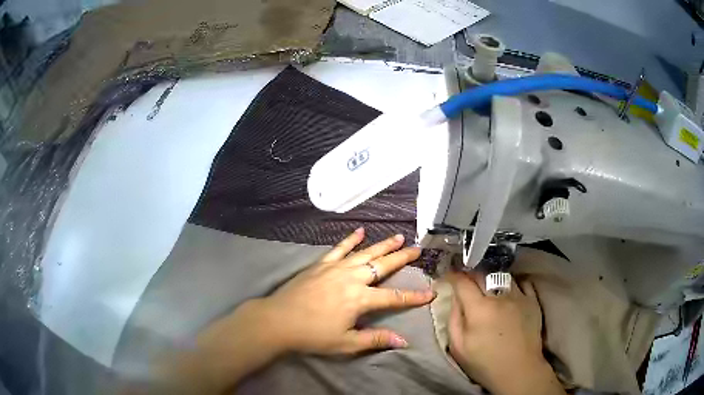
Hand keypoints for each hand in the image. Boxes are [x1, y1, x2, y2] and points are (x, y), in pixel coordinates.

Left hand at [257, 228, 433, 353]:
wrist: (278, 320)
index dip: (414, 297)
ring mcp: (336, 268)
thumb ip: (375, 340)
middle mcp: (352, 278)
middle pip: (383, 266)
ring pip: (365, 253)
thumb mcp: (346, 343)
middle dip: (403, 258)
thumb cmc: (312, 335)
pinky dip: (351, 239)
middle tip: (418, 248)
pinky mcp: (321, 264)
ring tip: (399, 237)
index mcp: (360, 299)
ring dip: (383, 245)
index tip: (431, 293)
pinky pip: (339, 248)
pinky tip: (360, 231)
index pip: (394, 297)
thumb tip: (403, 341)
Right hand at [447, 272, 564, 394]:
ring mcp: (519, 297)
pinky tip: (509, 291)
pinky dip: (513, 283)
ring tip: (488, 286)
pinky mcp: (533, 301)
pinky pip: (522, 282)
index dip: (452, 276)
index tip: (447, 277)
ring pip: (502, 275)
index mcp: (479, 309)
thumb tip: (455, 299)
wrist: (518, 370)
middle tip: (465, 281)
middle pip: (482, 274)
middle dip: (470, 274)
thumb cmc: (484, 363)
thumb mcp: (458, 347)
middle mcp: (500, 296)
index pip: (463, 282)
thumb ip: (454, 319)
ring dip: (491, 278)